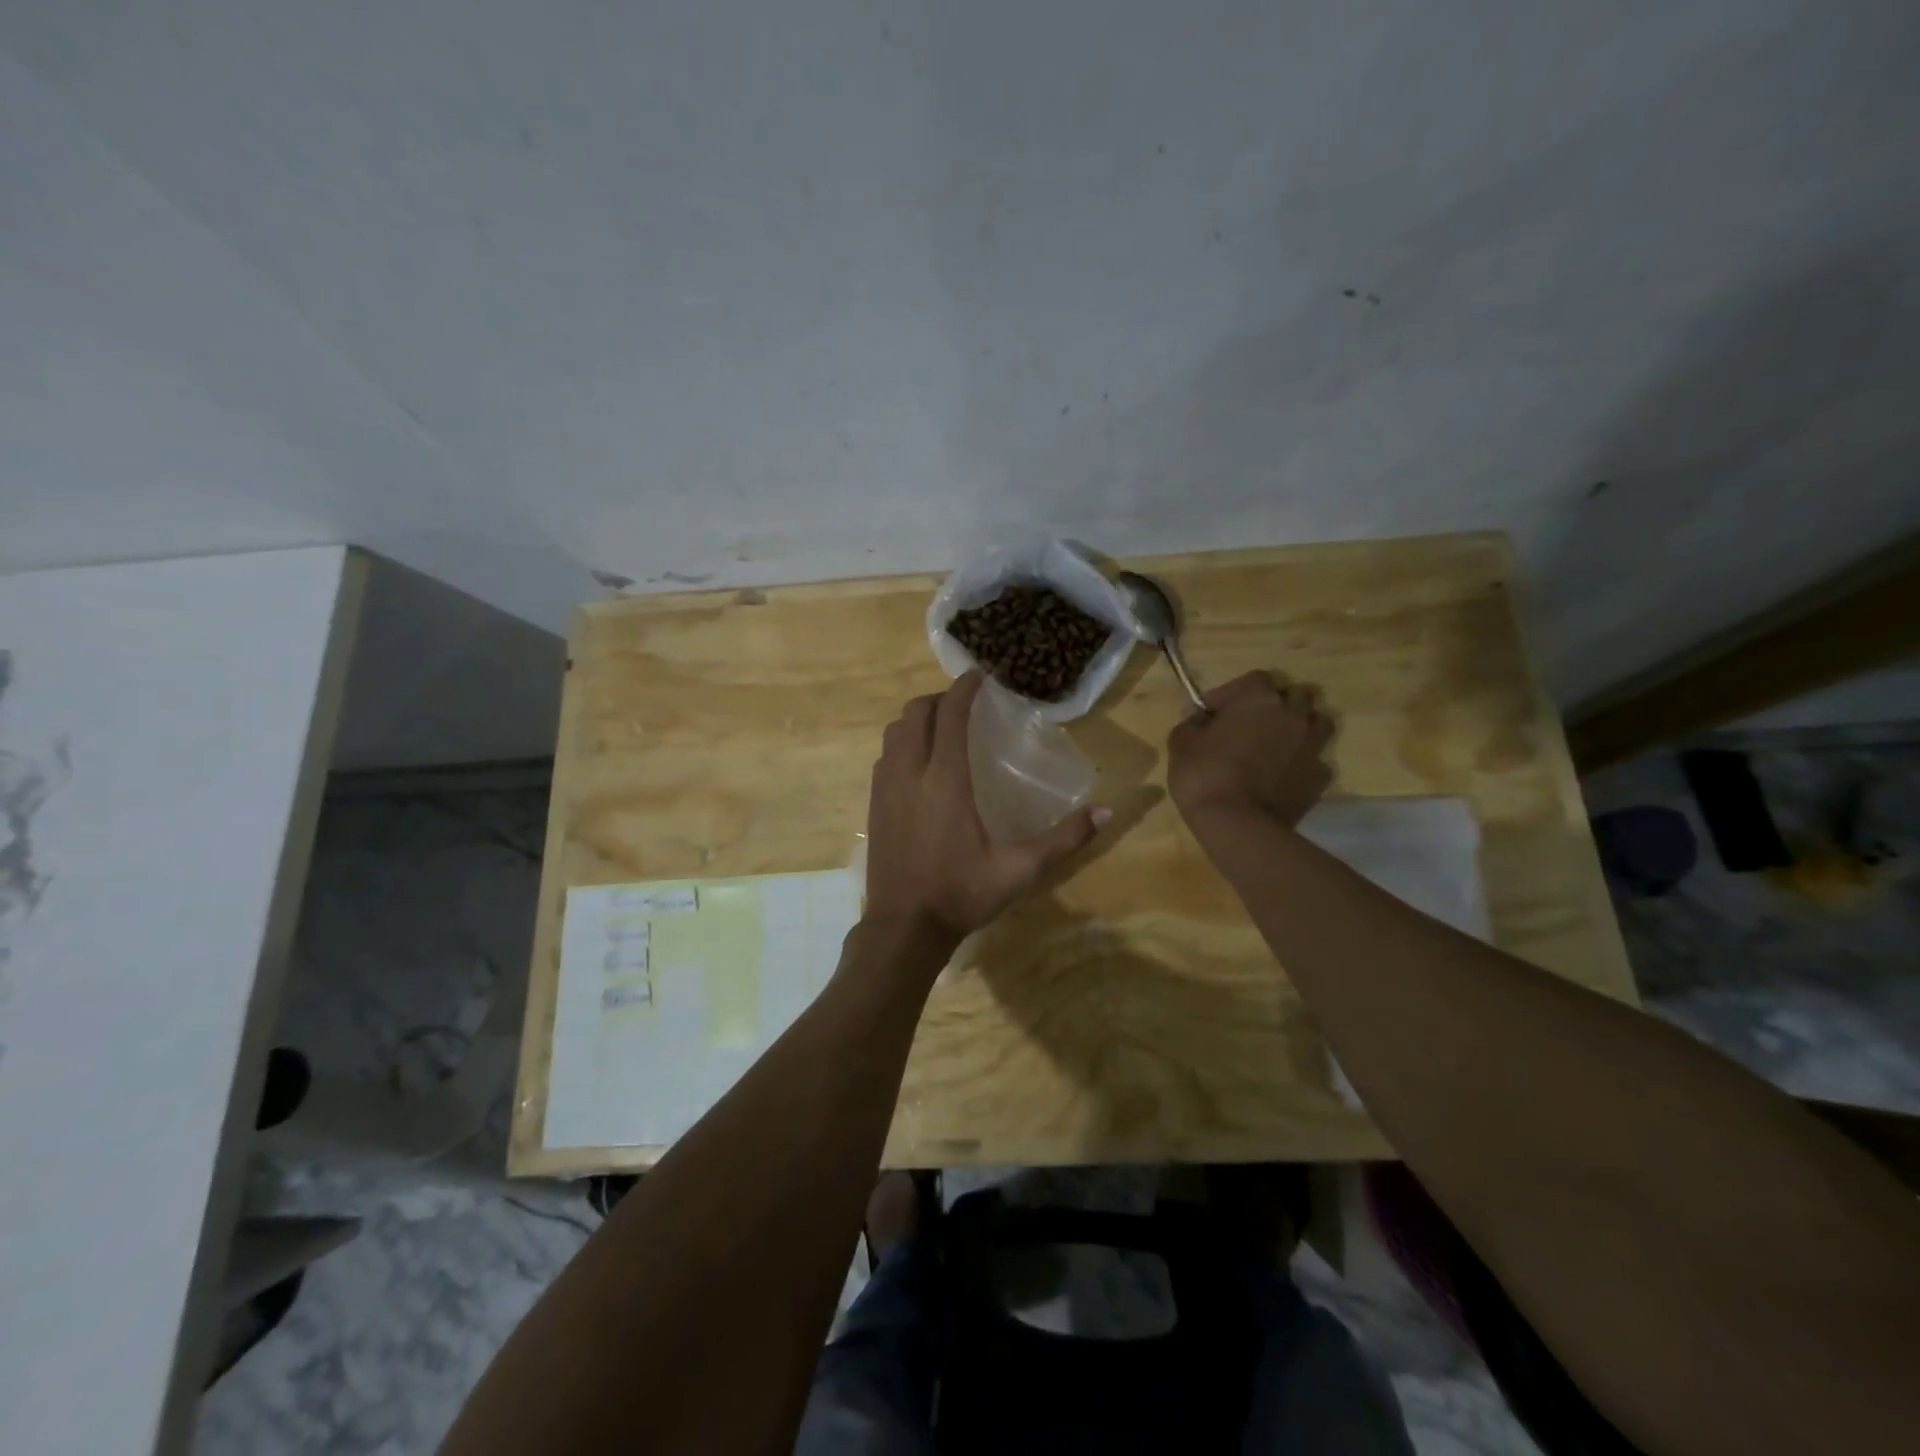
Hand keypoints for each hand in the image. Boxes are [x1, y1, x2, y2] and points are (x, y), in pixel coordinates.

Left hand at [865, 671, 1109, 942]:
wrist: (904, 927)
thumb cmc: (962, 894)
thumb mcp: (1020, 870)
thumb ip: (1064, 839)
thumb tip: (1106, 811)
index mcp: (944, 780)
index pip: (949, 715)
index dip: (964, 689)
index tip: (980, 677)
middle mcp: (909, 773)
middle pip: (915, 713)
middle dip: (939, 699)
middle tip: (965, 704)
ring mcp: (885, 788)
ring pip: (894, 732)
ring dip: (917, 719)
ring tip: (942, 728)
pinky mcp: (873, 804)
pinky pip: (884, 756)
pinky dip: (902, 744)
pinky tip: (919, 763)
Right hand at [1167, 671, 1333, 828]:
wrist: (1238, 825)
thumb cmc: (1204, 775)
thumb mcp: (1181, 743)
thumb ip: (1192, 721)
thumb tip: (1199, 715)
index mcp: (1259, 699)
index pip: (1254, 678)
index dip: (1232, 694)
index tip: (1213, 714)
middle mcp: (1293, 715)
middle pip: (1294, 695)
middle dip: (1275, 705)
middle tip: (1251, 725)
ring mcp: (1312, 746)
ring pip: (1316, 722)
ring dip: (1298, 727)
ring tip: (1276, 744)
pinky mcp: (1320, 777)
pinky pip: (1315, 759)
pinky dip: (1302, 762)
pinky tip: (1284, 775)